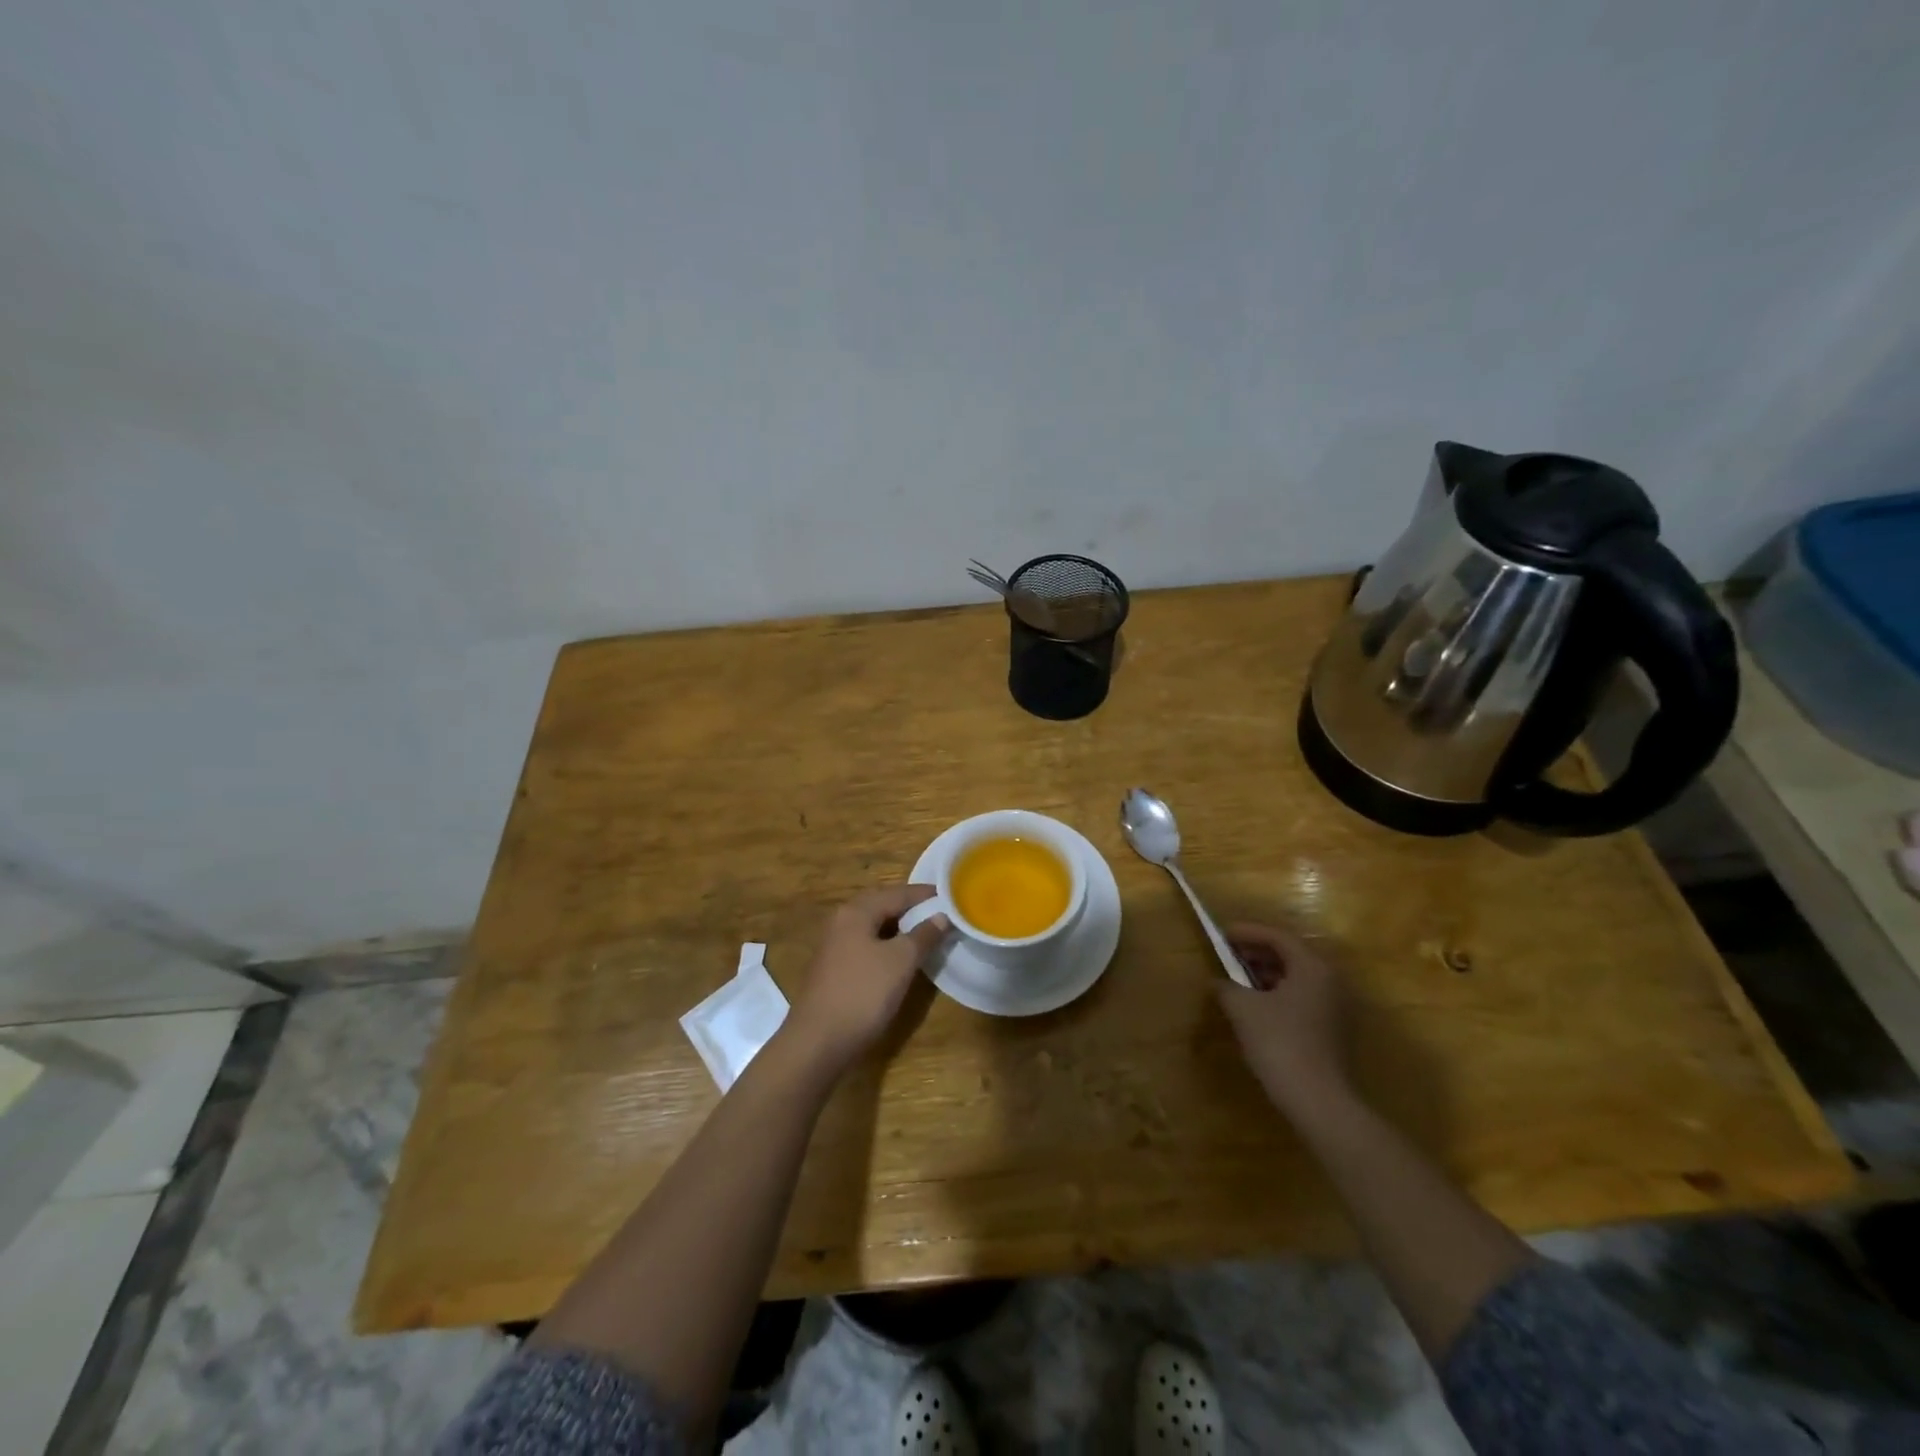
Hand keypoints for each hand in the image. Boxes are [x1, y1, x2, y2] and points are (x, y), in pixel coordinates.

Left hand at [784, 885, 949, 1071]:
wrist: (818, 1042)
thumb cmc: (863, 993)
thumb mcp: (901, 961)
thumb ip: (923, 935)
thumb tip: (941, 916)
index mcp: (856, 912)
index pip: (897, 893)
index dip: (924, 894)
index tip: (950, 895)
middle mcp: (842, 921)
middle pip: (882, 906)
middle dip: (911, 908)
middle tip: (939, 913)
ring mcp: (835, 946)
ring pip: (873, 927)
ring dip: (899, 928)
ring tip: (926, 934)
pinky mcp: (834, 969)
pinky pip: (866, 945)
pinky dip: (887, 945)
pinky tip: (901, 958)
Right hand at [1217, 922, 1356, 1120]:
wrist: (1318, 1100)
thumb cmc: (1279, 1042)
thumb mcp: (1243, 1009)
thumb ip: (1227, 987)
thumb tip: (1218, 982)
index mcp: (1312, 968)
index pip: (1278, 937)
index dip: (1247, 932)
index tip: (1222, 935)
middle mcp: (1330, 981)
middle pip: (1290, 955)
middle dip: (1256, 953)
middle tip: (1227, 956)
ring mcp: (1336, 1008)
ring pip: (1296, 978)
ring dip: (1266, 974)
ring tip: (1237, 980)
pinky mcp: (1333, 1031)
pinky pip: (1302, 998)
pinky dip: (1277, 994)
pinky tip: (1256, 1007)